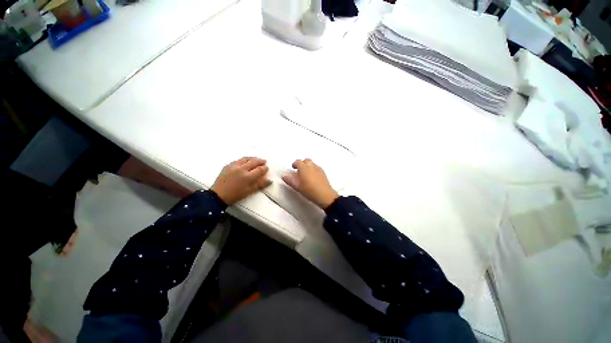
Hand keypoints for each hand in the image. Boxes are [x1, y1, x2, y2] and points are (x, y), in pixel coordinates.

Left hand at [211, 157, 270, 204]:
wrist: (218, 195)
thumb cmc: (235, 195)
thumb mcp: (249, 191)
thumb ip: (260, 184)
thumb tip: (269, 180)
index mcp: (248, 177)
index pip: (259, 169)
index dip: (264, 168)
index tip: (267, 168)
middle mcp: (241, 169)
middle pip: (254, 162)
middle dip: (260, 161)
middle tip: (264, 161)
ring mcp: (234, 166)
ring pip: (246, 158)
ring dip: (253, 158)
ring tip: (257, 159)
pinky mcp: (228, 165)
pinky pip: (238, 160)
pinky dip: (245, 159)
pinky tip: (246, 161)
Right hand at [282, 159, 338, 208]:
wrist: (324, 195)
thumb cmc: (309, 190)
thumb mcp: (297, 186)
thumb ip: (290, 180)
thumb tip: (284, 175)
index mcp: (304, 168)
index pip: (298, 161)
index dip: (295, 164)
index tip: (293, 168)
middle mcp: (311, 166)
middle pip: (306, 160)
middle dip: (302, 164)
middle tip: (299, 170)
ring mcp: (318, 168)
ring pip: (312, 163)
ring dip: (308, 166)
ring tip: (306, 174)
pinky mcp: (323, 172)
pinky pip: (317, 167)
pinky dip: (313, 169)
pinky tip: (312, 177)